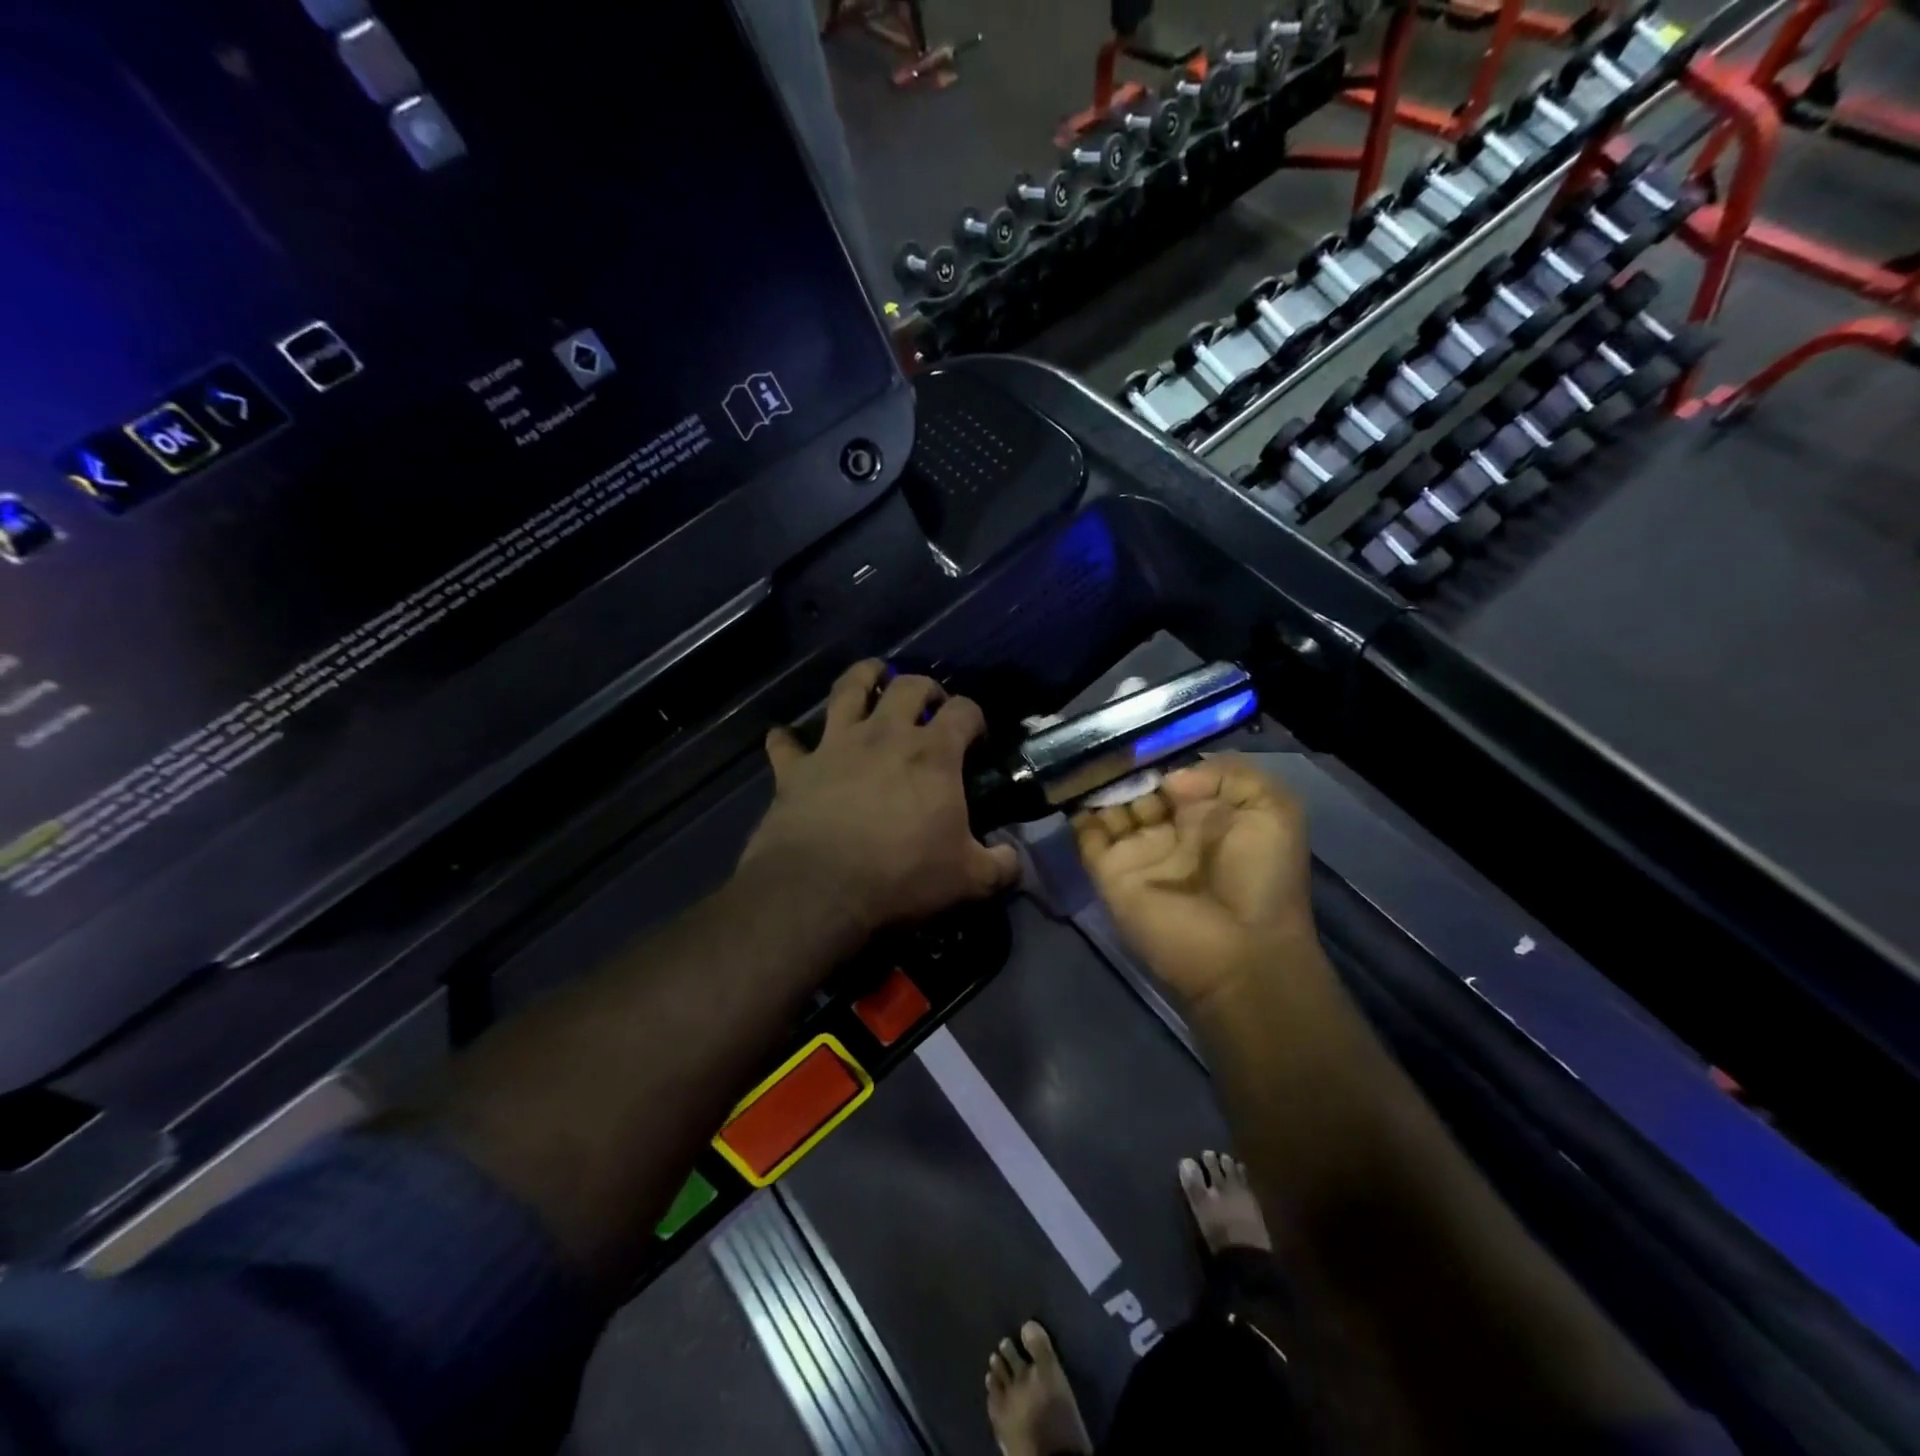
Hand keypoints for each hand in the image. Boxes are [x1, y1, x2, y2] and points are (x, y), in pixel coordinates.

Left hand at [741, 661, 1018, 938]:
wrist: (821, 889)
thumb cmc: (903, 876)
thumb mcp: (968, 880)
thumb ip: (1000, 866)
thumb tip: (1014, 860)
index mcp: (932, 754)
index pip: (964, 711)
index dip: (975, 717)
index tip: (976, 738)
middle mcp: (885, 735)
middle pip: (908, 685)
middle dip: (924, 687)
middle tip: (929, 705)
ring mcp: (836, 746)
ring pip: (847, 689)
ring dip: (861, 677)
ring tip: (870, 677)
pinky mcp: (795, 768)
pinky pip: (786, 744)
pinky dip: (787, 740)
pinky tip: (786, 740)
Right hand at [1074, 755, 1315, 1006]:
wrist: (1240, 951)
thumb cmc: (1262, 877)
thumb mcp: (1273, 809)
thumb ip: (1228, 773)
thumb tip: (1169, 779)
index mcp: (1208, 815)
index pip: (1174, 776)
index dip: (1159, 755)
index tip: (1141, 732)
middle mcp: (1170, 830)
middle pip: (1137, 788)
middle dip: (1124, 766)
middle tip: (1108, 742)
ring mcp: (1137, 851)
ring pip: (1109, 808)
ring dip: (1099, 784)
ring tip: (1087, 757)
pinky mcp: (1110, 873)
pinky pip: (1087, 836)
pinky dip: (1077, 813)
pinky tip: (1073, 785)